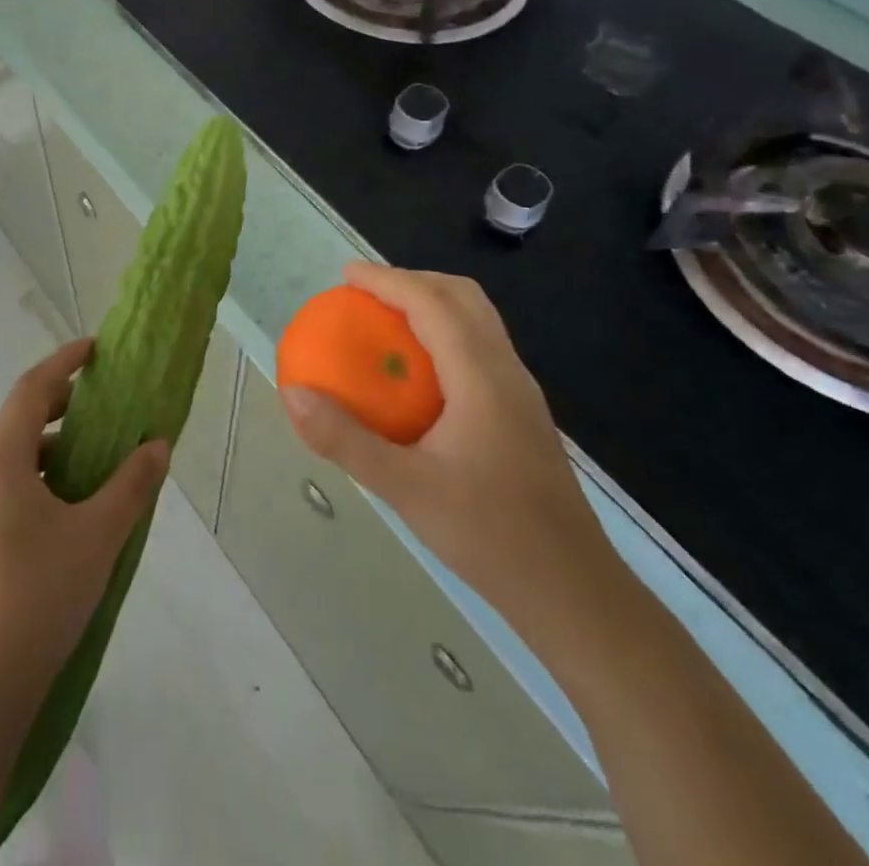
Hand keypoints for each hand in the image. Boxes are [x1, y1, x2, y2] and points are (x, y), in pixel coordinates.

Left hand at [0, 339, 168, 710]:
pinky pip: (10, 486)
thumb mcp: (98, 535)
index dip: (63, 362)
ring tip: (98, 458)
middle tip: (104, 404)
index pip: (31, 389)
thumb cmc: (39, 594)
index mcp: (1, 459)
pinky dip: (44, 477)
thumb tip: (157, 444)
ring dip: (55, 446)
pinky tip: (73, 508)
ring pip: (16, 456)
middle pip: (21, 418)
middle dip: (62, 404)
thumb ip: (131, 484)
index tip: (95, 349)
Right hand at [280, 263, 619, 641]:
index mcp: (482, 378)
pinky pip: (480, 347)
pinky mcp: (523, 414)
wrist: (575, 593)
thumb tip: (293, 394)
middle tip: (365, 293)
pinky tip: (418, 374)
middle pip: (463, 297)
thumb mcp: (405, 489)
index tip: (347, 275)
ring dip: (431, 304)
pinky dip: (444, 333)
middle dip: (412, 281)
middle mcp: (507, 372)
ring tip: (386, 322)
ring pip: (478, 320)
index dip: (387, 280)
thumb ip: (345, 440)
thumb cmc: (490, 536)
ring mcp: (521, 392)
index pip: (433, 303)